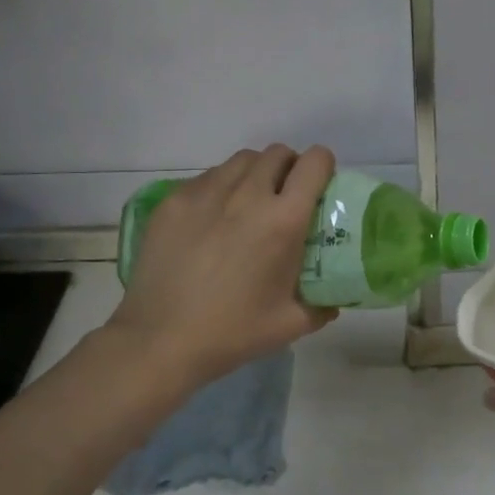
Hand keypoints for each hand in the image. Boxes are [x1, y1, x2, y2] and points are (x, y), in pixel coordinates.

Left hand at [106, 144, 338, 387]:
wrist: (160, 341)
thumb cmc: (233, 332)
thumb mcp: (291, 324)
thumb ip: (322, 307)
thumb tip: (333, 300)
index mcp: (283, 220)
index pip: (314, 162)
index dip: (323, 167)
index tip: (320, 187)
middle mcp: (247, 195)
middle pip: (277, 153)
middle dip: (288, 168)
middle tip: (284, 198)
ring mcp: (205, 193)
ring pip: (240, 161)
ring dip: (254, 175)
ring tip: (247, 206)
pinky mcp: (173, 201)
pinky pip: (205, 178)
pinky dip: (219, 189)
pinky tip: (211, 222)